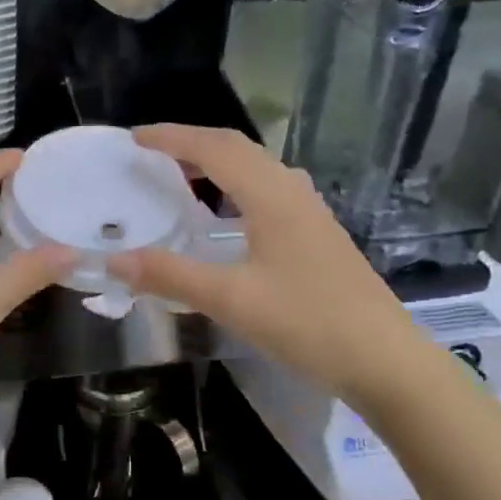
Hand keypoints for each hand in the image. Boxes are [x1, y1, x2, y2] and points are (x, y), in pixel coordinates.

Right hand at [106, 125, 439, 412]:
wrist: (386, 361)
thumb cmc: (308, 323)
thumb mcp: (231, 300)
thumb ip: (170, 276)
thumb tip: (114, 261)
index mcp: (271, 196)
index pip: (214, 148)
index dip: (171, 138)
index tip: (133, 138)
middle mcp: (291, 191)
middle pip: (236, 148)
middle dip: (190, 143)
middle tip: (149, 153)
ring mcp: (309, 212)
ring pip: (255, 167)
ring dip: (214, 162)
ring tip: (179, 176)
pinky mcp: (317, 233)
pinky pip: (266, 189)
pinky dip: (234, 185)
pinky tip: (224, 214)